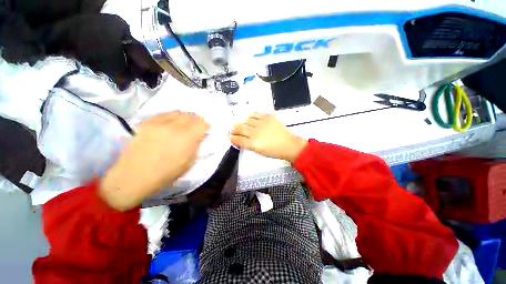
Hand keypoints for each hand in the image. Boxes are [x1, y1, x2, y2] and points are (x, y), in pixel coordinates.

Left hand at [99, 112, 209, 210]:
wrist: (134, 176)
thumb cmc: (166, 173)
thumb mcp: (189, 162)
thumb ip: (196, 146)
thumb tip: (200, 136)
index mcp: (186, 138)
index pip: (201, 123)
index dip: (206, 125)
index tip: (206, 129)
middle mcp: (173, 127)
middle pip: (190, 116)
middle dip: (196, 120)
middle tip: (197, 127)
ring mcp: (158, 123)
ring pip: (177, 113)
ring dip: (185, 117)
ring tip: (185, 124)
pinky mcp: (146, 124)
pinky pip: (163, 114)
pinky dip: (171, 117)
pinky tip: (171, 124)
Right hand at [230, 113, 307, 162]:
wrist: (288, 144)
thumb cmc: (273, 151)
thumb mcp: (258, 152)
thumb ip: (247, 145)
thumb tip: (239, 139)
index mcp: (253, 144)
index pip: (237, 139)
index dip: (232, 138)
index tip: (231, 137)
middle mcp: (255, 132)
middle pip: (239, 128)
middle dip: (234, 129)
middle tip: (233, 130)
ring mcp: (262, 123)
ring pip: (246, 120)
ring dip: (242, 123)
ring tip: (242, 125)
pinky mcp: (268, 117)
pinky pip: (255, 114)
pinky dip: (251, 117)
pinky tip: (251, 119)